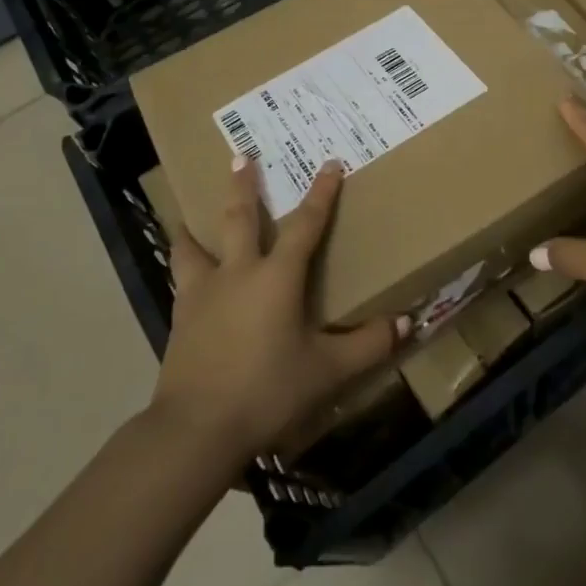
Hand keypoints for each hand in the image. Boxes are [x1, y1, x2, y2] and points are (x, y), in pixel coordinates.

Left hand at [151, 158, 402, 462]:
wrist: (196, 429)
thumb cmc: (267, 391)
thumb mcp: (327, 371)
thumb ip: (367, 346)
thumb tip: (405, 323)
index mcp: (277, 277)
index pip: (305, 225)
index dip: (321, 194)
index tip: (329, 164)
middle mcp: (237, 274)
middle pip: (239, 218)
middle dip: (243, 186)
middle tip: (241, 156)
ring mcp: (202, 295)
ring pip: (194, 247)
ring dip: (195, 227)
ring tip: (186, 217)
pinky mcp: (179, 319)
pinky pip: (180, 281)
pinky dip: (182, 268)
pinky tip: (183, 276)